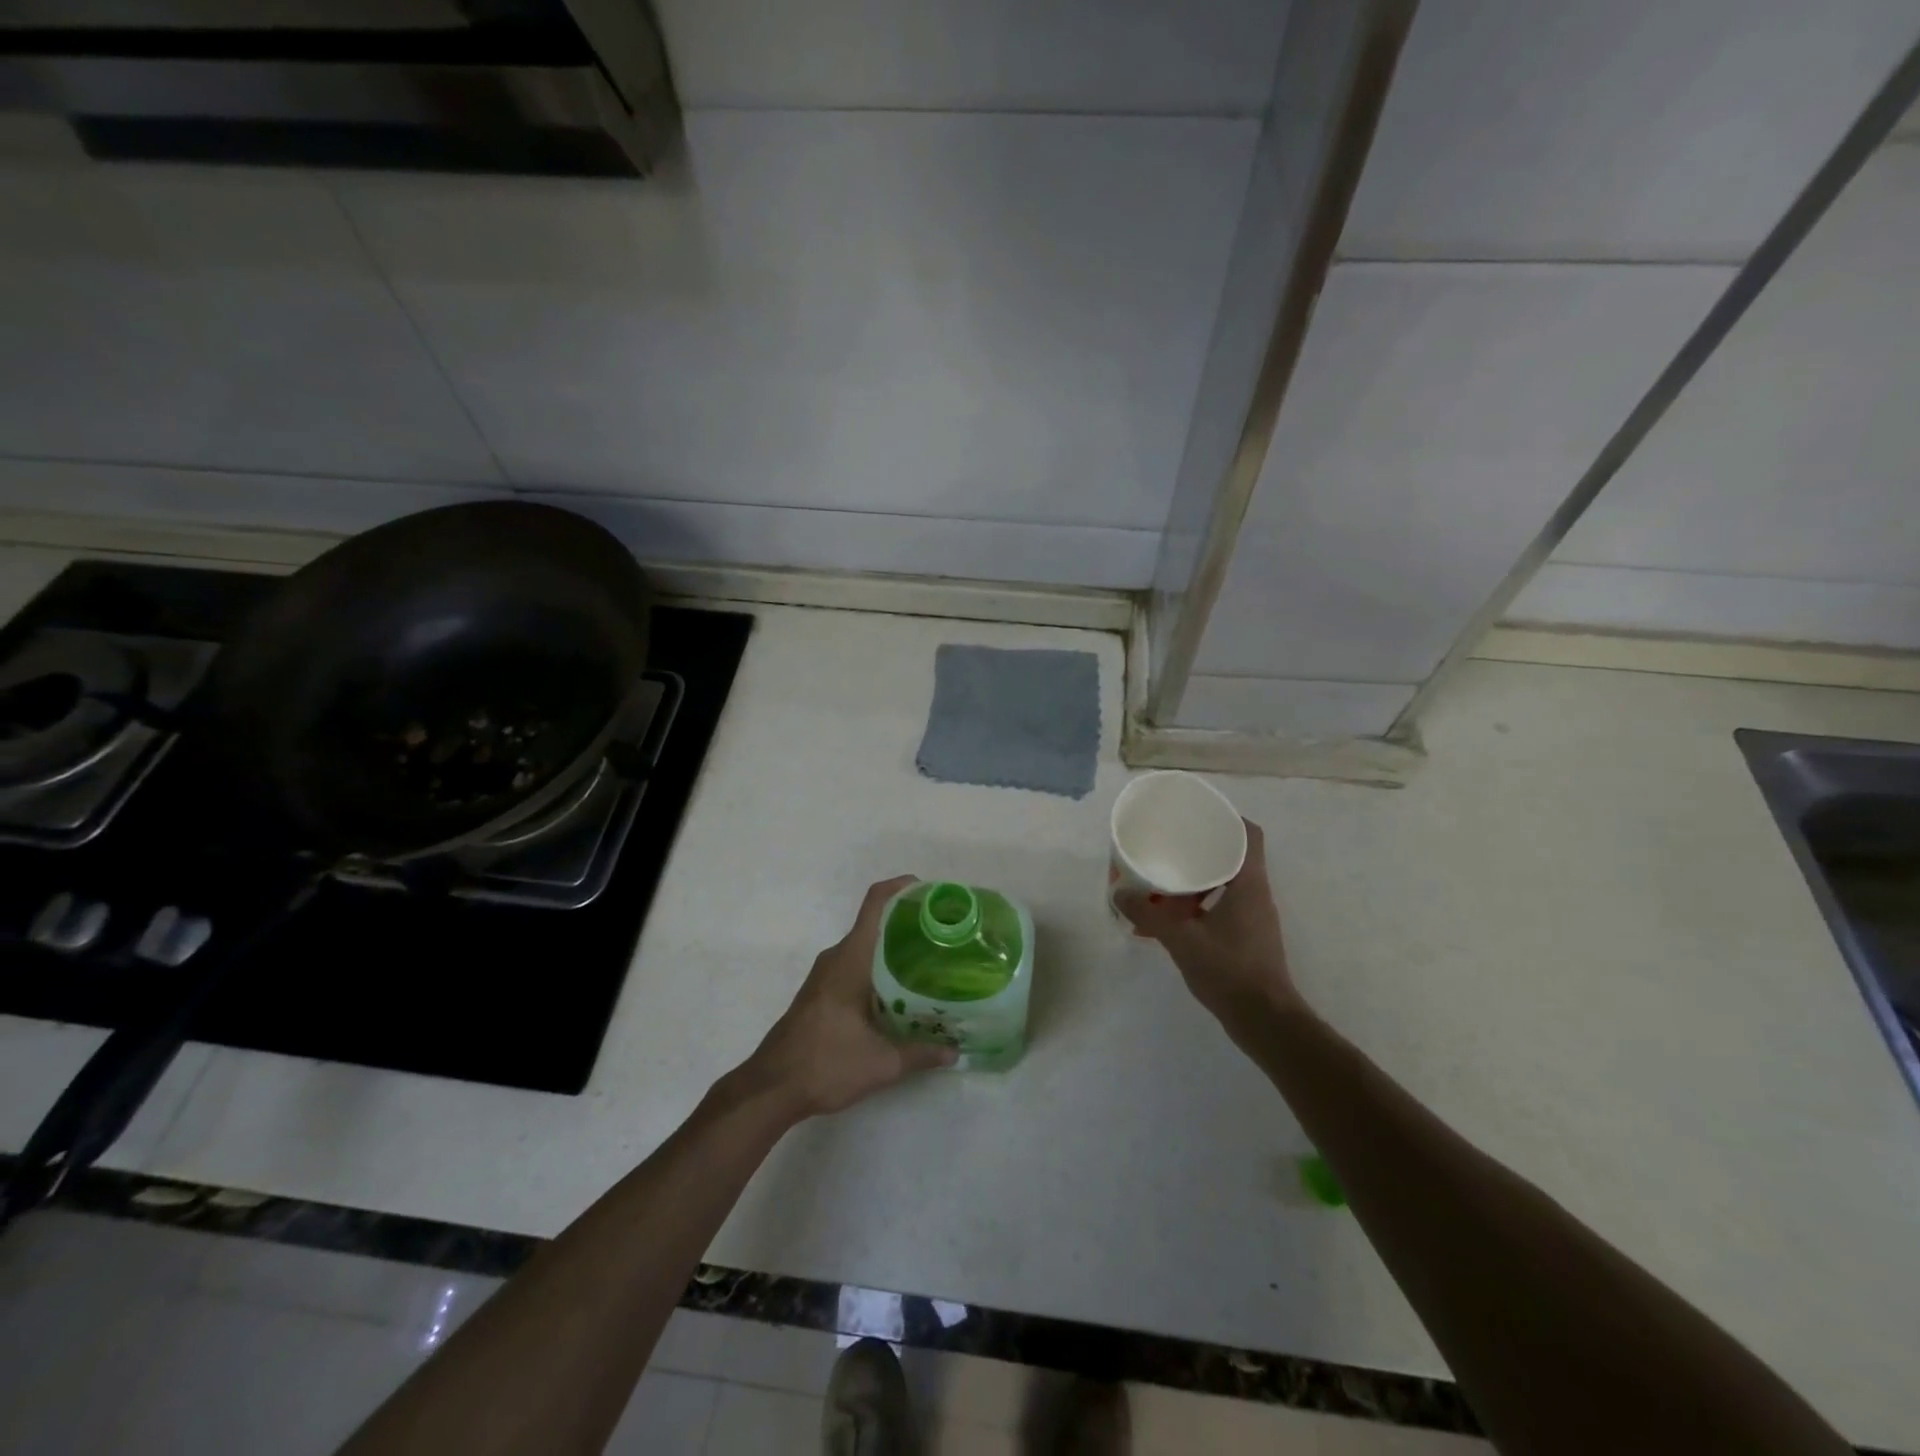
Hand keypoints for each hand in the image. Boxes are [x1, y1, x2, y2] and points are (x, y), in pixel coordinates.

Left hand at [731, 876, 956, 1119]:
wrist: (771, 1088)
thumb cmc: (826, 1063)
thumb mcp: (882, 1062)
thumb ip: (921, 1053)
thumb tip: (954, 1051)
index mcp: (851, 958)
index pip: (875, 903)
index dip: (902, 888)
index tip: (930, 893)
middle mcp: (837, 957)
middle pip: (875, 924)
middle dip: (909, 925)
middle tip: (944, 938)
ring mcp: (826, 974)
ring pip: (866, 947)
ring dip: (894, 950)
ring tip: (930, 965)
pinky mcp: (821, 992)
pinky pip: (856, 965)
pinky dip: (880, 969)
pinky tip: (901, 994)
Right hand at [1118, 819, 1301, 1029]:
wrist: (1265, 1020)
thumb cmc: (1229, 970)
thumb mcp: (1181, 939)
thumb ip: (1148, 915)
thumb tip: (1119, 894)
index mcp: (1249, 883)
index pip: (1249, 834)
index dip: (1228, 818)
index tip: (1199, 815)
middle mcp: (1256, 894)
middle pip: (1234, 856)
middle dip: (1204, 848)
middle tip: (1172, 844)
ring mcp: (1255, 918)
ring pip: (1227, 884)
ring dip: (1199, 879)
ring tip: (1166, 880)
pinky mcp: (1249, 938)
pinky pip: (1224, 907)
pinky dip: (1200, 904)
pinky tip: (1173, 917)